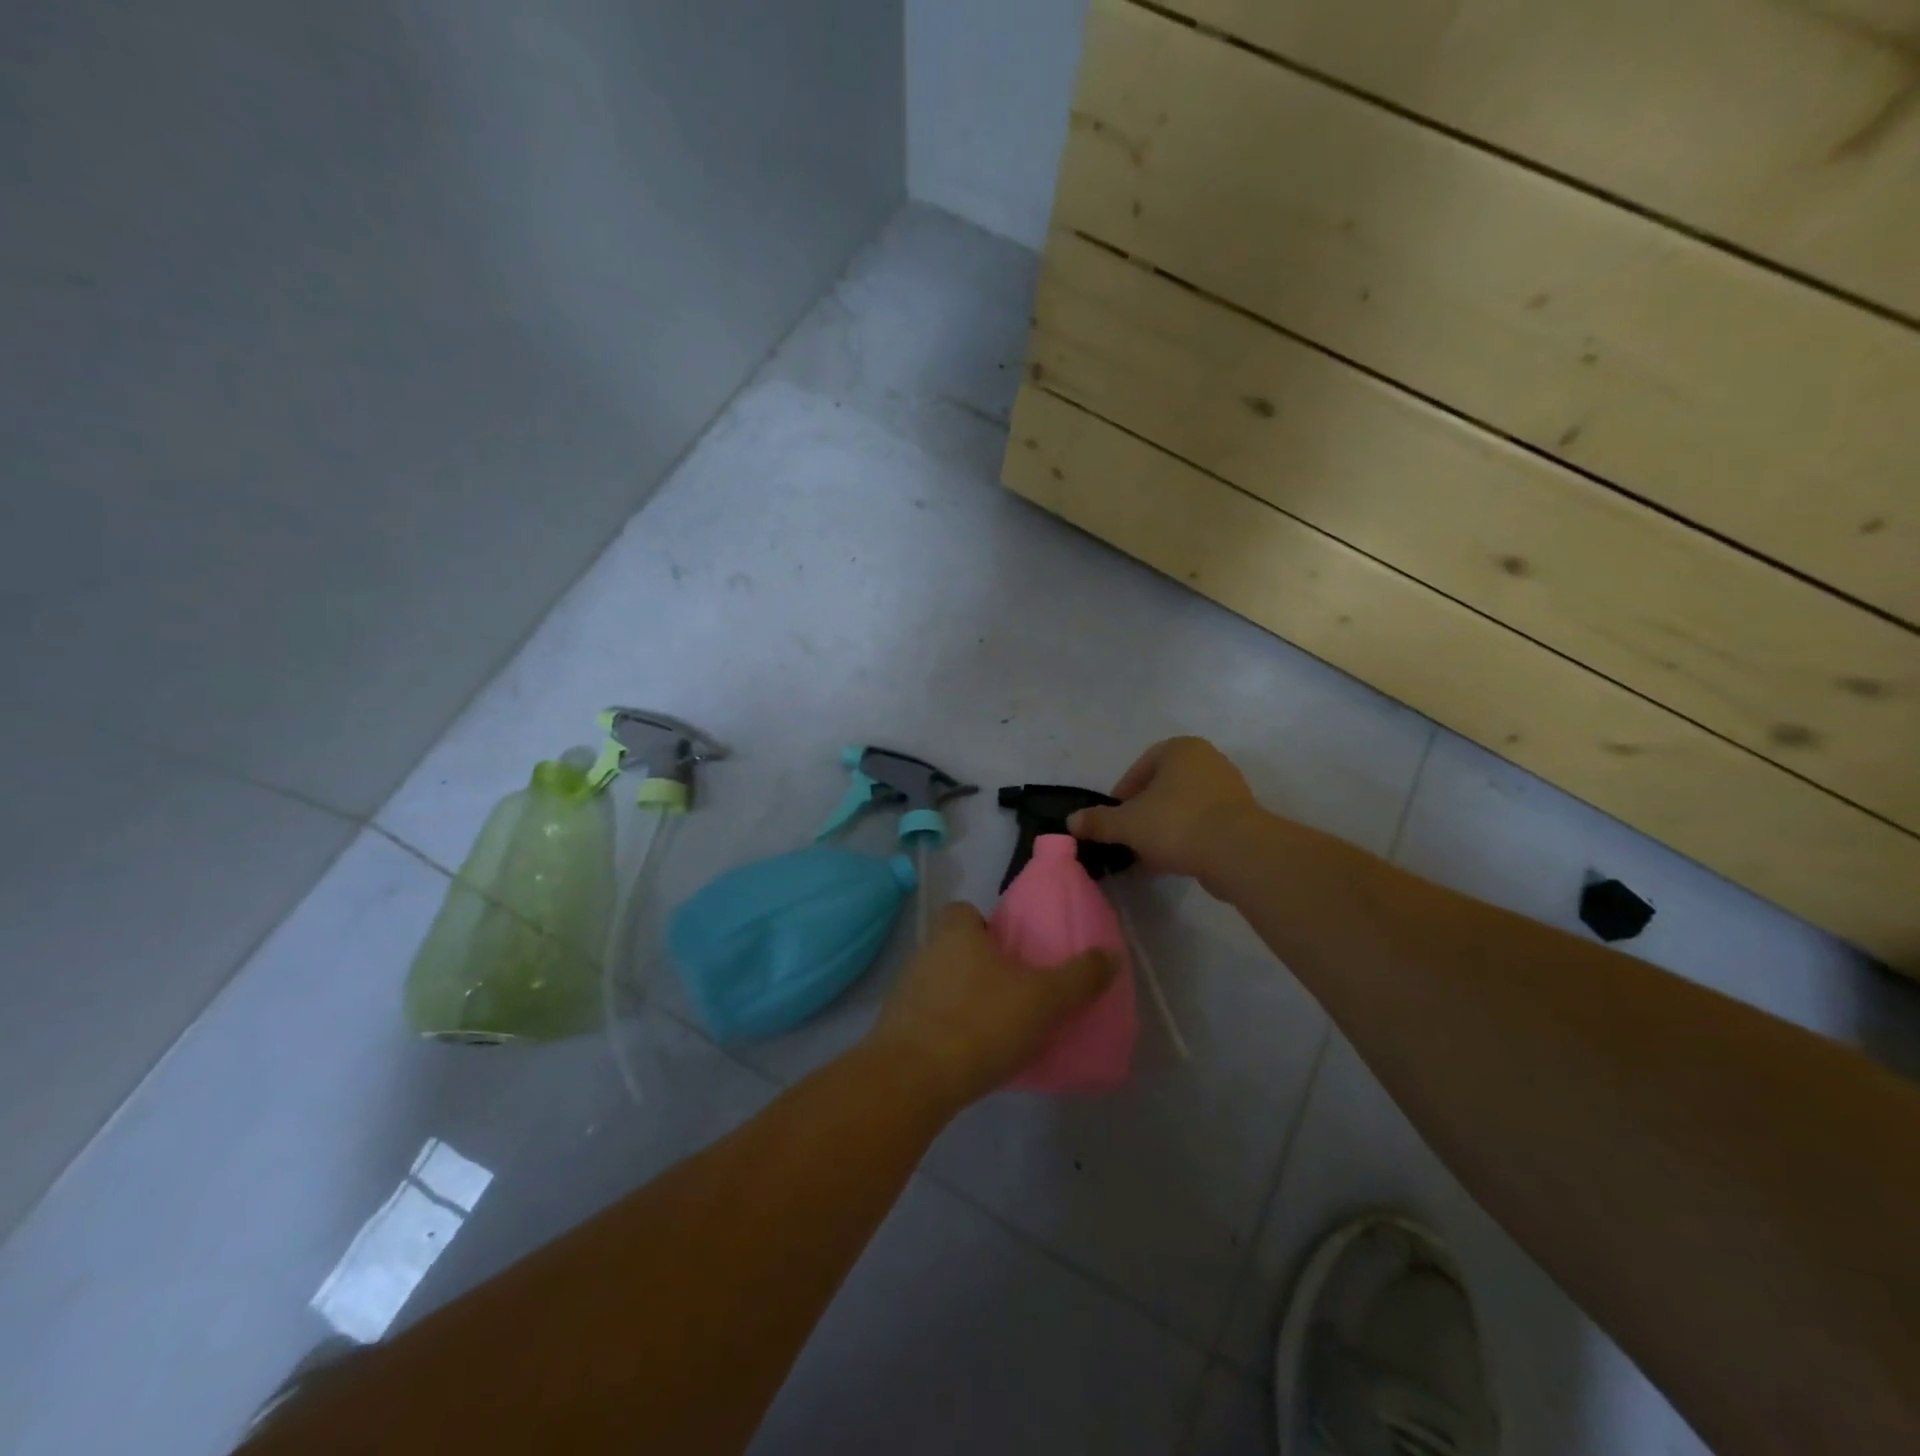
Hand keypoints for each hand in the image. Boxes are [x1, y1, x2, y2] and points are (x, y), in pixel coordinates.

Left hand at [867, 903, 1115, 1110]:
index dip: (987, 926)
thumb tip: (1110, 954)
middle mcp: (926, 953)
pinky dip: (948, 1031)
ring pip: (942, 984)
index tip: (1012, 951)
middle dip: (981, 966)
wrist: (912, 1079)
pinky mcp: (897, 1029)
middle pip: (955, 948)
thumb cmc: (980, 1022)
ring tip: (997, 1029)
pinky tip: (971, 1056)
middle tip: (1014, 993)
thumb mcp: (1042, 999)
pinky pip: (929, 1019)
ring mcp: (906, 991)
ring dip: (964, 1000)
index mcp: (955, 933)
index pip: (964, 911)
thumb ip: (1078, 977)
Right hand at [1067, 736, 1260, 879]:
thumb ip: (1098, 821)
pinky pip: (1202, 825)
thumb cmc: (1177, 823)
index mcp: (1181, 749)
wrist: (1238, 853)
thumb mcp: (1127, 823)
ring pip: (1182, 808)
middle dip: (1142, 814)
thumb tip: (1071, 821)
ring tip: (1147, 855)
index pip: (1140, 768)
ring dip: (1162, 829)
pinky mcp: (1242, 818)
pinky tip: (1171, 862)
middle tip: (1128, 838)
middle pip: (1162, 788)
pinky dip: (1185, 839)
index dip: (1121, 795)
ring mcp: (1229, 789)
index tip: (1113, 820)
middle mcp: (1208, 761)